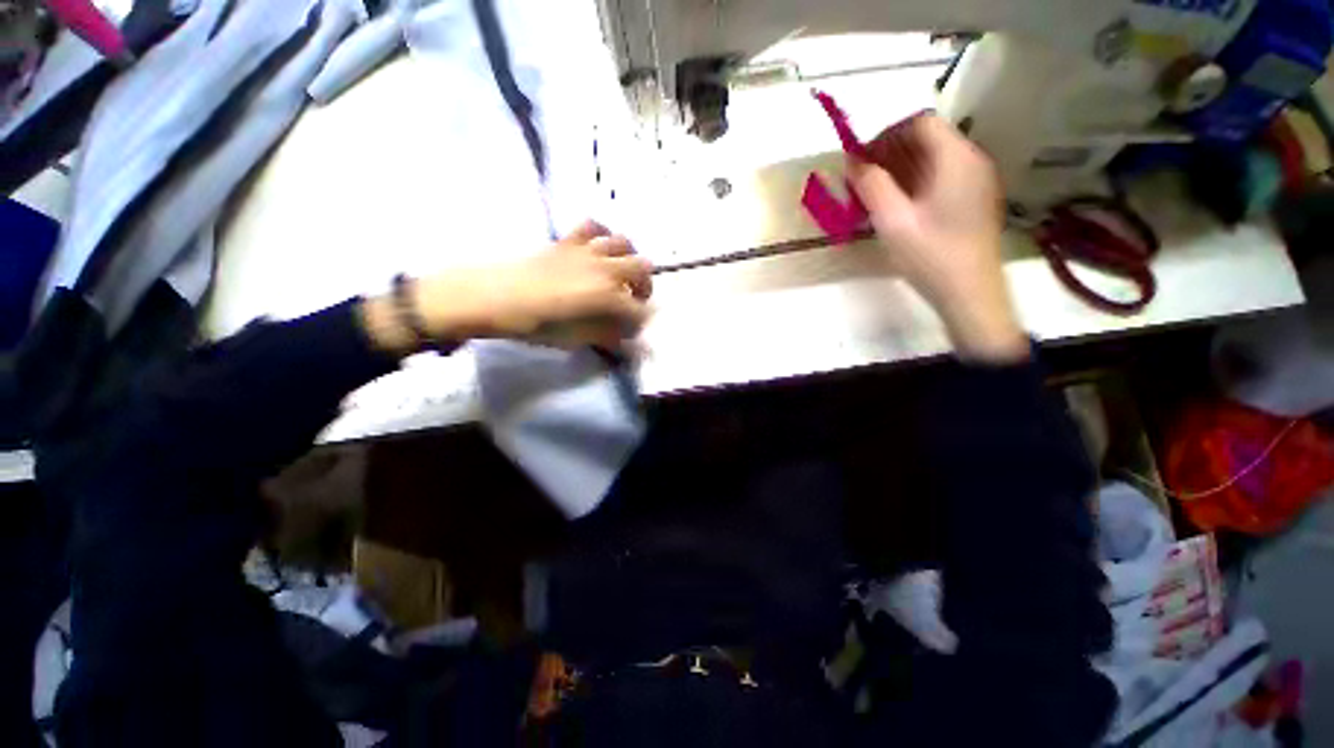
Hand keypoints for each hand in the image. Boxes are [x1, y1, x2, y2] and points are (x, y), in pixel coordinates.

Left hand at [362, 221, 652, 352]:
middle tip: (633, 301)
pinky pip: (592, 226)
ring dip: (629, 259)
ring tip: (620, 273)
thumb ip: (607, 337)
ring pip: (624, 243)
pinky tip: (598, 247)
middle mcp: (604, 268)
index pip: (639, 310)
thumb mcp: (575, 338)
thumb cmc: (533, 324)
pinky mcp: (567, 240)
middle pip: (643, 268)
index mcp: (607, 296)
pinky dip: (602, 234)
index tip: (632, 333)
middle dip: (644, 287)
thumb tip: (628, 342)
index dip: (640, 323)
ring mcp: (586, 250)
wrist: (490, 297)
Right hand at [849, 113, 1026, 362]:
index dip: (885, 136)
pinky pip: (940, 177)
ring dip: (900, 170)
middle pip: (927, 139)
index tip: (859, 160)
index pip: (919, 123)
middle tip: (861, 180)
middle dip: (890, 153)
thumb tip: (853, 161)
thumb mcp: (892, 221)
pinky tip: (896, 208)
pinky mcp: (973, 199)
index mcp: (956, 158)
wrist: (970, 294)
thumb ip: (871, 186)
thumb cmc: (931, 256)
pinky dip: (914, 183)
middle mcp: (971, 160)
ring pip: (933, 159)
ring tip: (873, 196)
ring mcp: (976, 180)